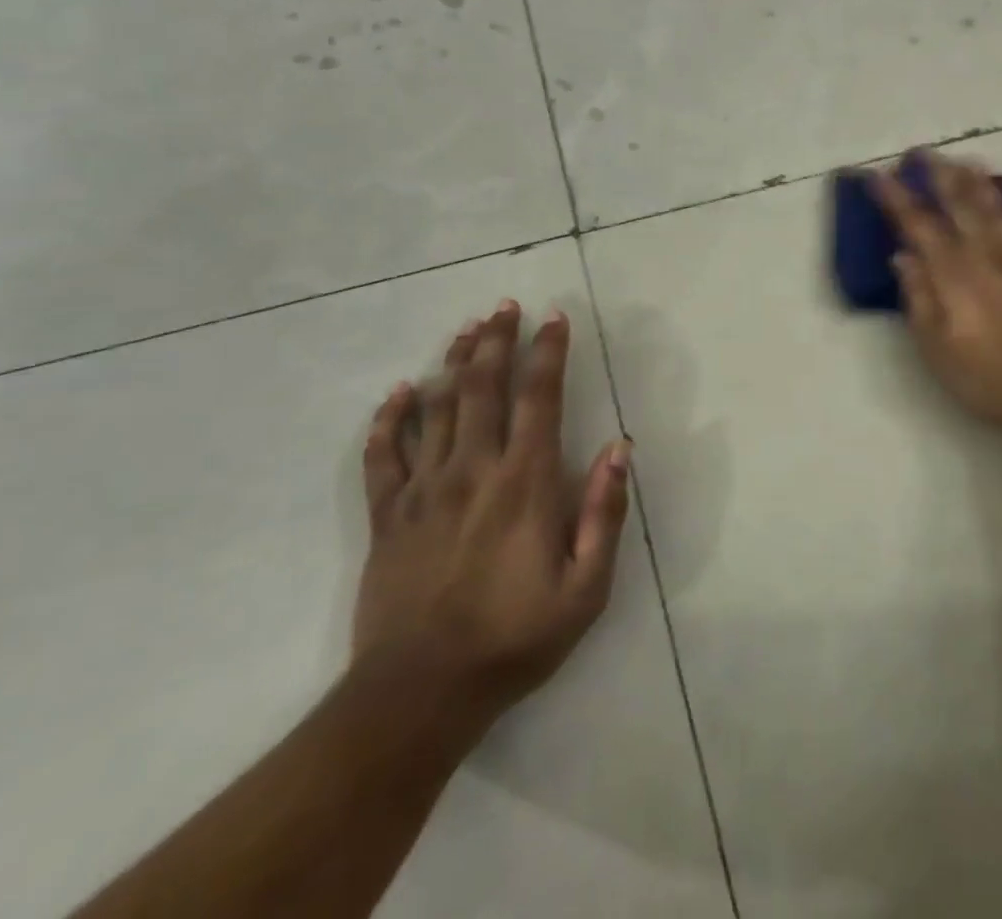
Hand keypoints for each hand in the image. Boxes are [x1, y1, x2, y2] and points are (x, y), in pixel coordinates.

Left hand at [352, 302, 631, 716]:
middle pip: (484, 389)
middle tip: (504, 306)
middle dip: (497, 342)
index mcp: (524, 483)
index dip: (548, 353)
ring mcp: (424, 490)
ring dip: (453, 364)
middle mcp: (473, 471)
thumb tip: (618, 448)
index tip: (554, 318)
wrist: (419, 694)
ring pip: (438, 409)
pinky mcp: (387, 516)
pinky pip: (383, 456)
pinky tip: (398, 393)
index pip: (539, 399)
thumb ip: (603, 513)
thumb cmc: (514, 638)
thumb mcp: (586, 588)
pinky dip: (389, 420)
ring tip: (466, 330)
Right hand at [874, 153, 1001, 445]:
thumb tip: (902, 256)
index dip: (896, 199)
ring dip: (978, 181)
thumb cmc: (991, 379)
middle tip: (922, 152)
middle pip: (960, 204)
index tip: (878, 177)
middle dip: (937, 175)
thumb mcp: (938, 351)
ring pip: (998, 207)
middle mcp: (988, 255)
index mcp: (954, 275)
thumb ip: (919, 299)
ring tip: (964, 160)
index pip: (918, 226)